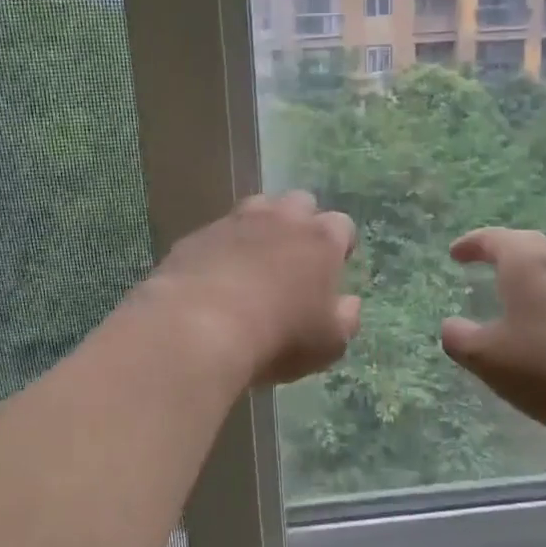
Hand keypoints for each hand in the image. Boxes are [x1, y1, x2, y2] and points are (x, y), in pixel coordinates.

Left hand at [144, 191, 360, 387]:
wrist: (199, 327)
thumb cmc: (279, 337)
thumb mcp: (329, 343)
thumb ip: (346, 318)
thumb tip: (349, 303)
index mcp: (321, 239)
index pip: (341, 225)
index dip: (339, 246)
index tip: (333, 268)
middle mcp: (281, 219)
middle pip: (299, 203)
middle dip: (301, 224)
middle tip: (294, 259)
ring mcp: (235, 222)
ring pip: (256, 208)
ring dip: (261, 227)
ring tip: (254, 262)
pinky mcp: (197, 236)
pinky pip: (217, 233)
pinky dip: (222, 248)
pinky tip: (216, 277)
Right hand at [440, 228, 545, 456]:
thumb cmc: (545, 369)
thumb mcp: (485, 357)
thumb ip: (459, 337)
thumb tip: (452, 326)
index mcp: (527, 264)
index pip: (495, 239)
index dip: (471, 244)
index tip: (455, 254)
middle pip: (528, 245)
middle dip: (503, 249)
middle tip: (483, 260)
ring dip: (528, 271)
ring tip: (510, 289)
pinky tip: (541, 320)